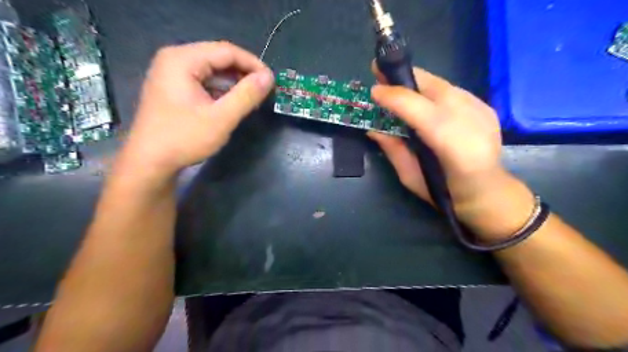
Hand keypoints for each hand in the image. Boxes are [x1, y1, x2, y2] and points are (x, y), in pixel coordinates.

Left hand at [114, 40, 274, 182]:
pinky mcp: (173, 87)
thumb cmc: (184, 138)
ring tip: (252, 98)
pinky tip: (232, 103)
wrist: (149, 161)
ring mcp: (171, 73)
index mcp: (183, 60)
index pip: (227, 51)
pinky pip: (203, 81)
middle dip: (244, 73)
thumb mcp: (221, 118)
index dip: (253, 64)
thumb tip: (268, 77)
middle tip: (263, 91)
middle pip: (218, 58)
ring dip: (234, 82)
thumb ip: (246, 95)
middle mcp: (175, 59)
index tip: (271, 81)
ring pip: (212, 70)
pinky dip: (221, 89)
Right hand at [368, 64, 533, 242]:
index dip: (395, 97)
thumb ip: (394, 150)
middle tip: (379, 70)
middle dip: (404, 77)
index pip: (420, 110)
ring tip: (395, 82)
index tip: (374, 90)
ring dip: (416, 82)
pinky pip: (451, 90)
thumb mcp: (411, 177)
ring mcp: (482, 111)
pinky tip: (420, 97)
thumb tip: (373, 129)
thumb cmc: (445, 193)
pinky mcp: (486, 107)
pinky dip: (431, 90)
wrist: (488, 192)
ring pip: (443, 85)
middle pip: (434, 88)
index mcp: (452, 147)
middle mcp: (471, 122)